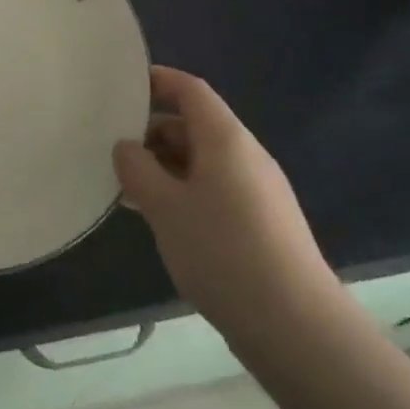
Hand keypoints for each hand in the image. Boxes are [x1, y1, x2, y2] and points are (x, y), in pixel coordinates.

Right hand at [114, 66, 340, 352]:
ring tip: (127, 188)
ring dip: (164, 168)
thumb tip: (126, 147)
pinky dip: (183, 192)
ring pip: (202, 162)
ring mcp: (257, 191)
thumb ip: (137, 168)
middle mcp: (245, 156)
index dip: (158, 81)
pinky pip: (213, 190)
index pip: (190, 90)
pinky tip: (160, 220)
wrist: (297, 328)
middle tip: (112, 151)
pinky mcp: (261, 224)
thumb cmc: (223, 252)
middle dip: (152, 133)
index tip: (122, 87)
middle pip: (194, 125)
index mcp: (225, 139)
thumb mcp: (165, 206)